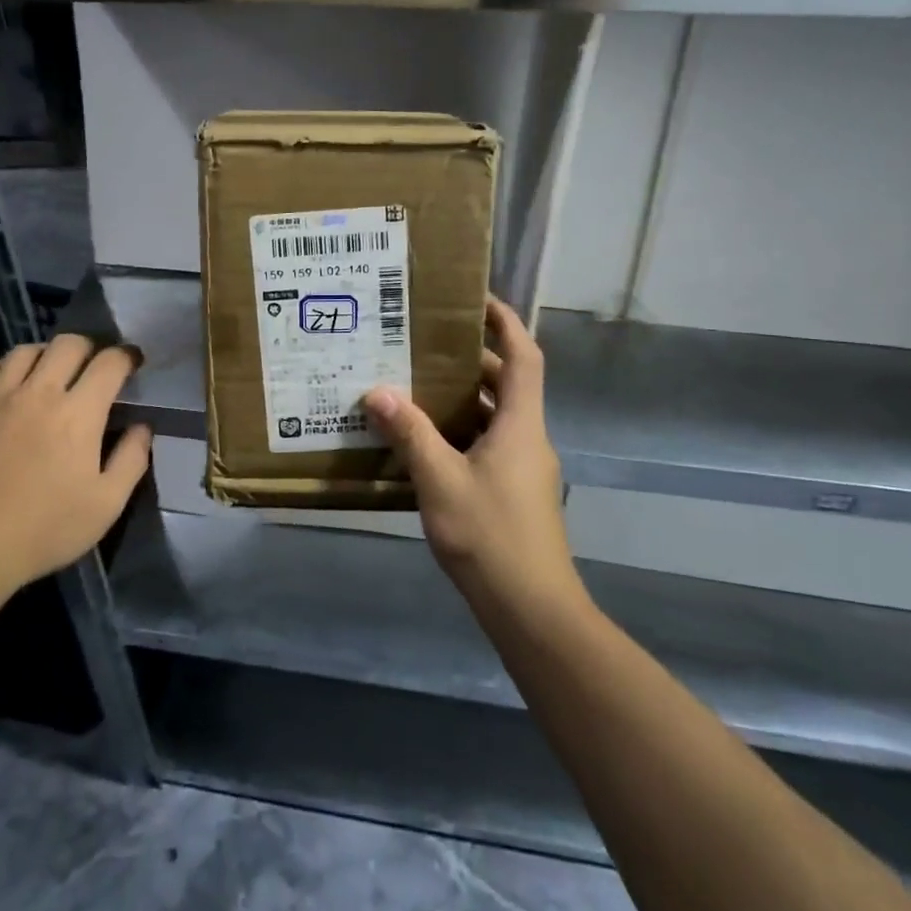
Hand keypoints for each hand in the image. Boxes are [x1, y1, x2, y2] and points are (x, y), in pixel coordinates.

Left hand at [0, 335, 151, 601]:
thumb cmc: (44, 529)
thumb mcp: (106, 505)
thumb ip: (131, 460)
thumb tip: (142, 427)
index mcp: (78, 413)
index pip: (109, 363)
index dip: (127, 356)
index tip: (133, 362)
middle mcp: (39, 393)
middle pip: (67, 344)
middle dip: (89, 347)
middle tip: (94, 366)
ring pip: (25, 351)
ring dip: (46, 353)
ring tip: (51, 370)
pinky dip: (4, 368)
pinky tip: (8, 383)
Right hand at [365, 298, 575, 612]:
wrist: (532, 610)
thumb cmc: (490, 536)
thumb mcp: (440, 481)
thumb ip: (410, 434)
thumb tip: (377, 391)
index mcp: (520, 425)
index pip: (523, 357)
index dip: (506, 323)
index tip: (477, 300)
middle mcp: (527, 439)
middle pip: (505, 384)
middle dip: (470, 359)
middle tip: (424, 343)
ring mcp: (522, 468)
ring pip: (493, 417)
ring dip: (460, 398)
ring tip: (413, 384)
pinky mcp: (512, 493)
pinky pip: (485, 445)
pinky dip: (458, 432)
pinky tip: (421, 442)